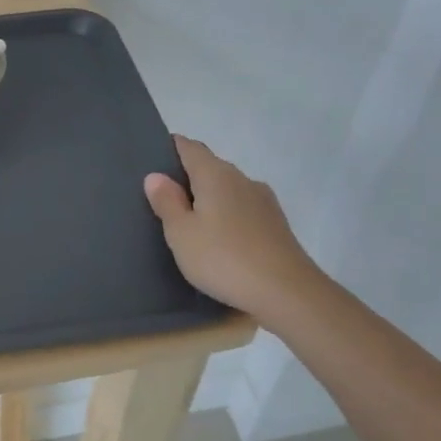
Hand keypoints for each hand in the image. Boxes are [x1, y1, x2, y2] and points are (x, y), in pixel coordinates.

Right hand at [143, 136, 325, 320]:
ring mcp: (263, 201)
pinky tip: (218, 239)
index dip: (170, 148)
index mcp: (215, 174)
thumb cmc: (224, 258)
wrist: (288, 294)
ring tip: (189, 222)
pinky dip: (226, 216)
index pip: (189, 147)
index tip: (152, 159)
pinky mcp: (276, 225)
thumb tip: (156, 176)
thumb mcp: (181, 233)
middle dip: (187, 177)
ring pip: (228, 189)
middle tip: (162, 198)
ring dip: (208, 199)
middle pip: (210, 167)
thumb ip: (167, 202)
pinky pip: (242, 210)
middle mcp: (242, 179)